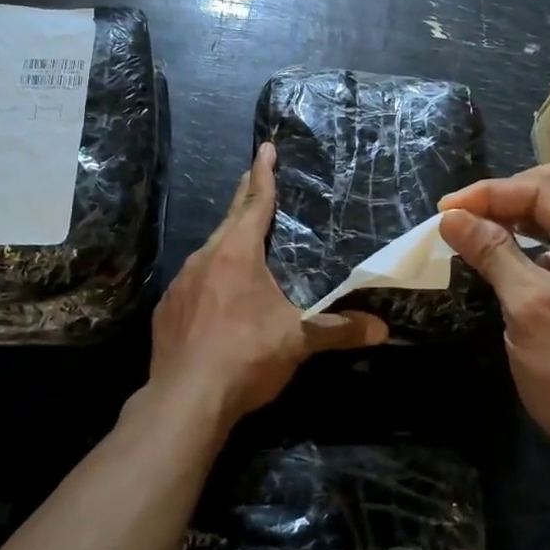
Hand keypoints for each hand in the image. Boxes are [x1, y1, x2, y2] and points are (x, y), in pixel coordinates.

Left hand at [151, 142, 386, 430]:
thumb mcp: (298, 341)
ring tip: (243, 243)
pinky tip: (217, 297)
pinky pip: (193, 282)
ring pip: (209, 252)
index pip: (255, 202)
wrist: (183, 401)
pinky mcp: (167, 311)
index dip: (264, 174)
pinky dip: (210, 278)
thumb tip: (382, 329)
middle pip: (230, 218)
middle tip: (257, 177)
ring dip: (227, 242)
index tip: (266, 148)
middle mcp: (205, 258)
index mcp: (237, 253)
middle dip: (245, 197)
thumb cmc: (245, 357)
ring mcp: (180, 284)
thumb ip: (340, 330)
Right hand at [439, 160, 549, 489]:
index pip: (543, 191)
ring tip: (482, 231)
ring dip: (526, 217)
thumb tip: (452, 217)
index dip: (490, 194)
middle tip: (472, 213)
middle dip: (514, 193)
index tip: (444, 211)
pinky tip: (510, 261)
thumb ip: (492, 252)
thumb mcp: (529, 308)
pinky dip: (539, 244)